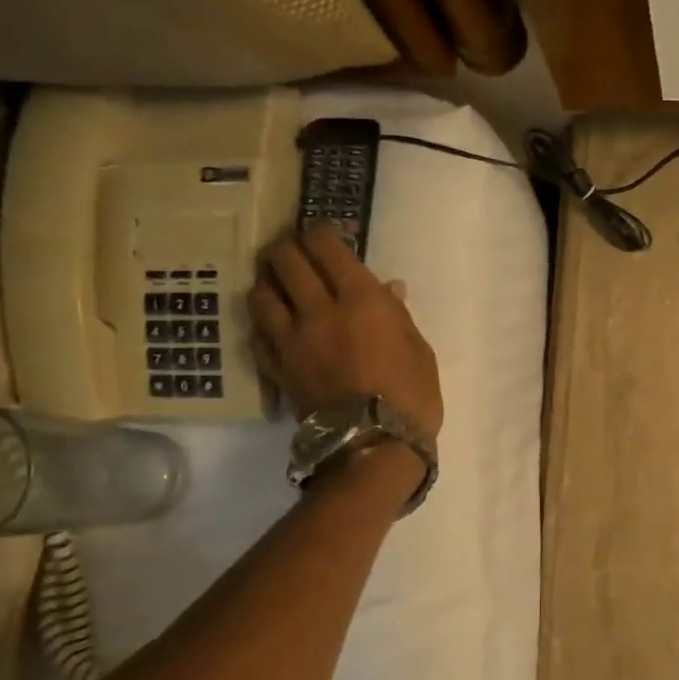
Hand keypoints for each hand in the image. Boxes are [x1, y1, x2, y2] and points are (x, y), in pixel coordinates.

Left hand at [248, 226, 442, 437]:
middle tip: (297, 253)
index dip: (321, 233)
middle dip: (290, 249)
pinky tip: (273, 323)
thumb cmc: (412, 396)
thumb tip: (387, 288)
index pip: (326, 246)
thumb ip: (398, 314)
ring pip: (261, 292)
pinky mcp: (277, 366)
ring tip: (278, 283)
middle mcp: (318, 309)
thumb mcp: (420, 350)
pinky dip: (264, 321)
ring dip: (268, 281)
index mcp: (360, 300)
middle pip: (285, 260)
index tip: (327, 236)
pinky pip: (258, 332)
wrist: (375, 446)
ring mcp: (291, 339)